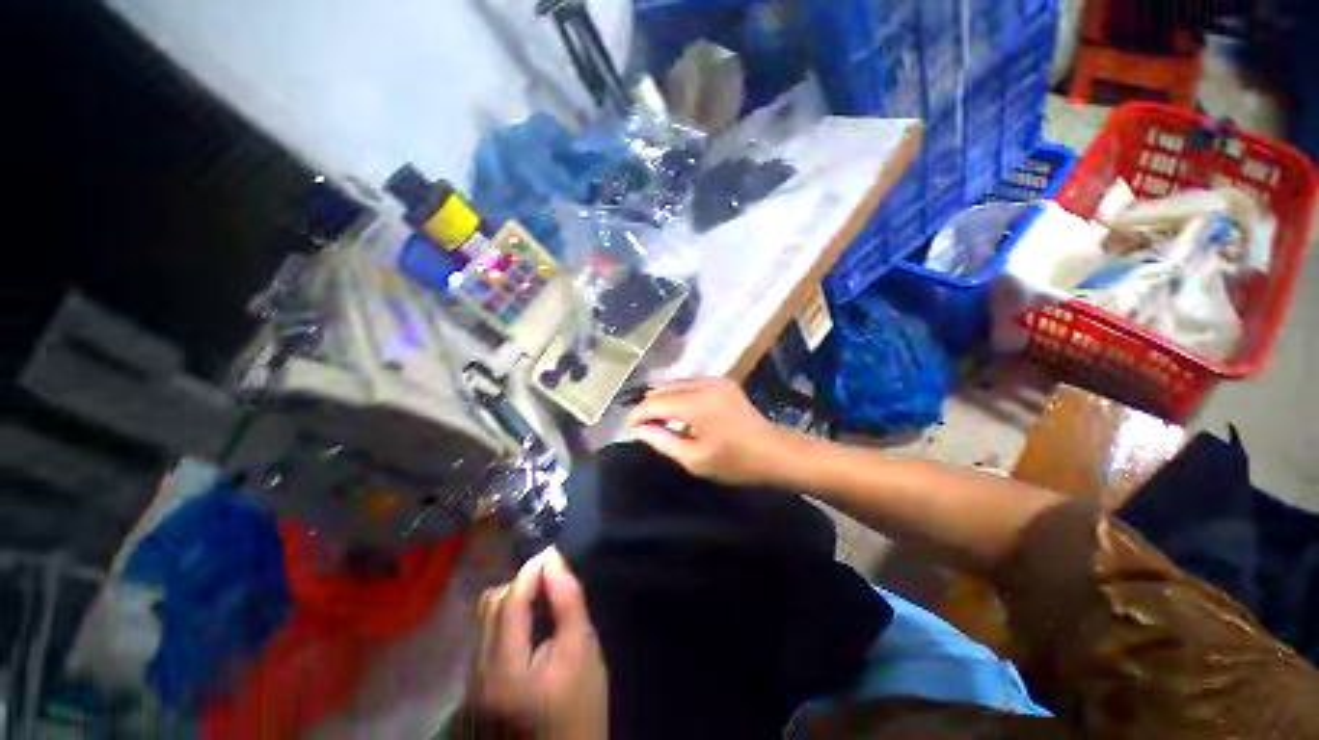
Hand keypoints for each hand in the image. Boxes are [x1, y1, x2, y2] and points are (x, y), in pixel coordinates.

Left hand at [471, 548, 607, 739]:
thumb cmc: (580, 707)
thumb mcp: (582, 650)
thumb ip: (567, 602)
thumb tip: (553, 560)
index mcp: (504, 667)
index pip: (510, 601)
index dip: (531, 570)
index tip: (554, 553)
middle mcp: (479, 672)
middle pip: (491, 605)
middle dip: (521, 582)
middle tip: (551, 578)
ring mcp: (474, 680)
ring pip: (484, 618)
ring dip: (513, 597)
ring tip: (542, 596)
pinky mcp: (479, 684)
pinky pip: (486, 633)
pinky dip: (507, 615)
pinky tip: (530, 620)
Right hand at [623, 377, 793, 486]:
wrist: (775, 452)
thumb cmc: (735, 462)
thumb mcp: (694, 459)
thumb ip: (662, 441)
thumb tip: (639, 428)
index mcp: (697, 403)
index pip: (655, 402)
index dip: (638, 414)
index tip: (626, 427)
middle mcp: (703, 383)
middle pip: (663, 389)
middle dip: (648, 406)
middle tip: (640, 426)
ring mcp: (714, 380)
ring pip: (675, 384)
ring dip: (662, 400)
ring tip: (656, 421)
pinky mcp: (722, 382)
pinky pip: (689, 385)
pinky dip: (677, 397)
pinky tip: (677, 413)